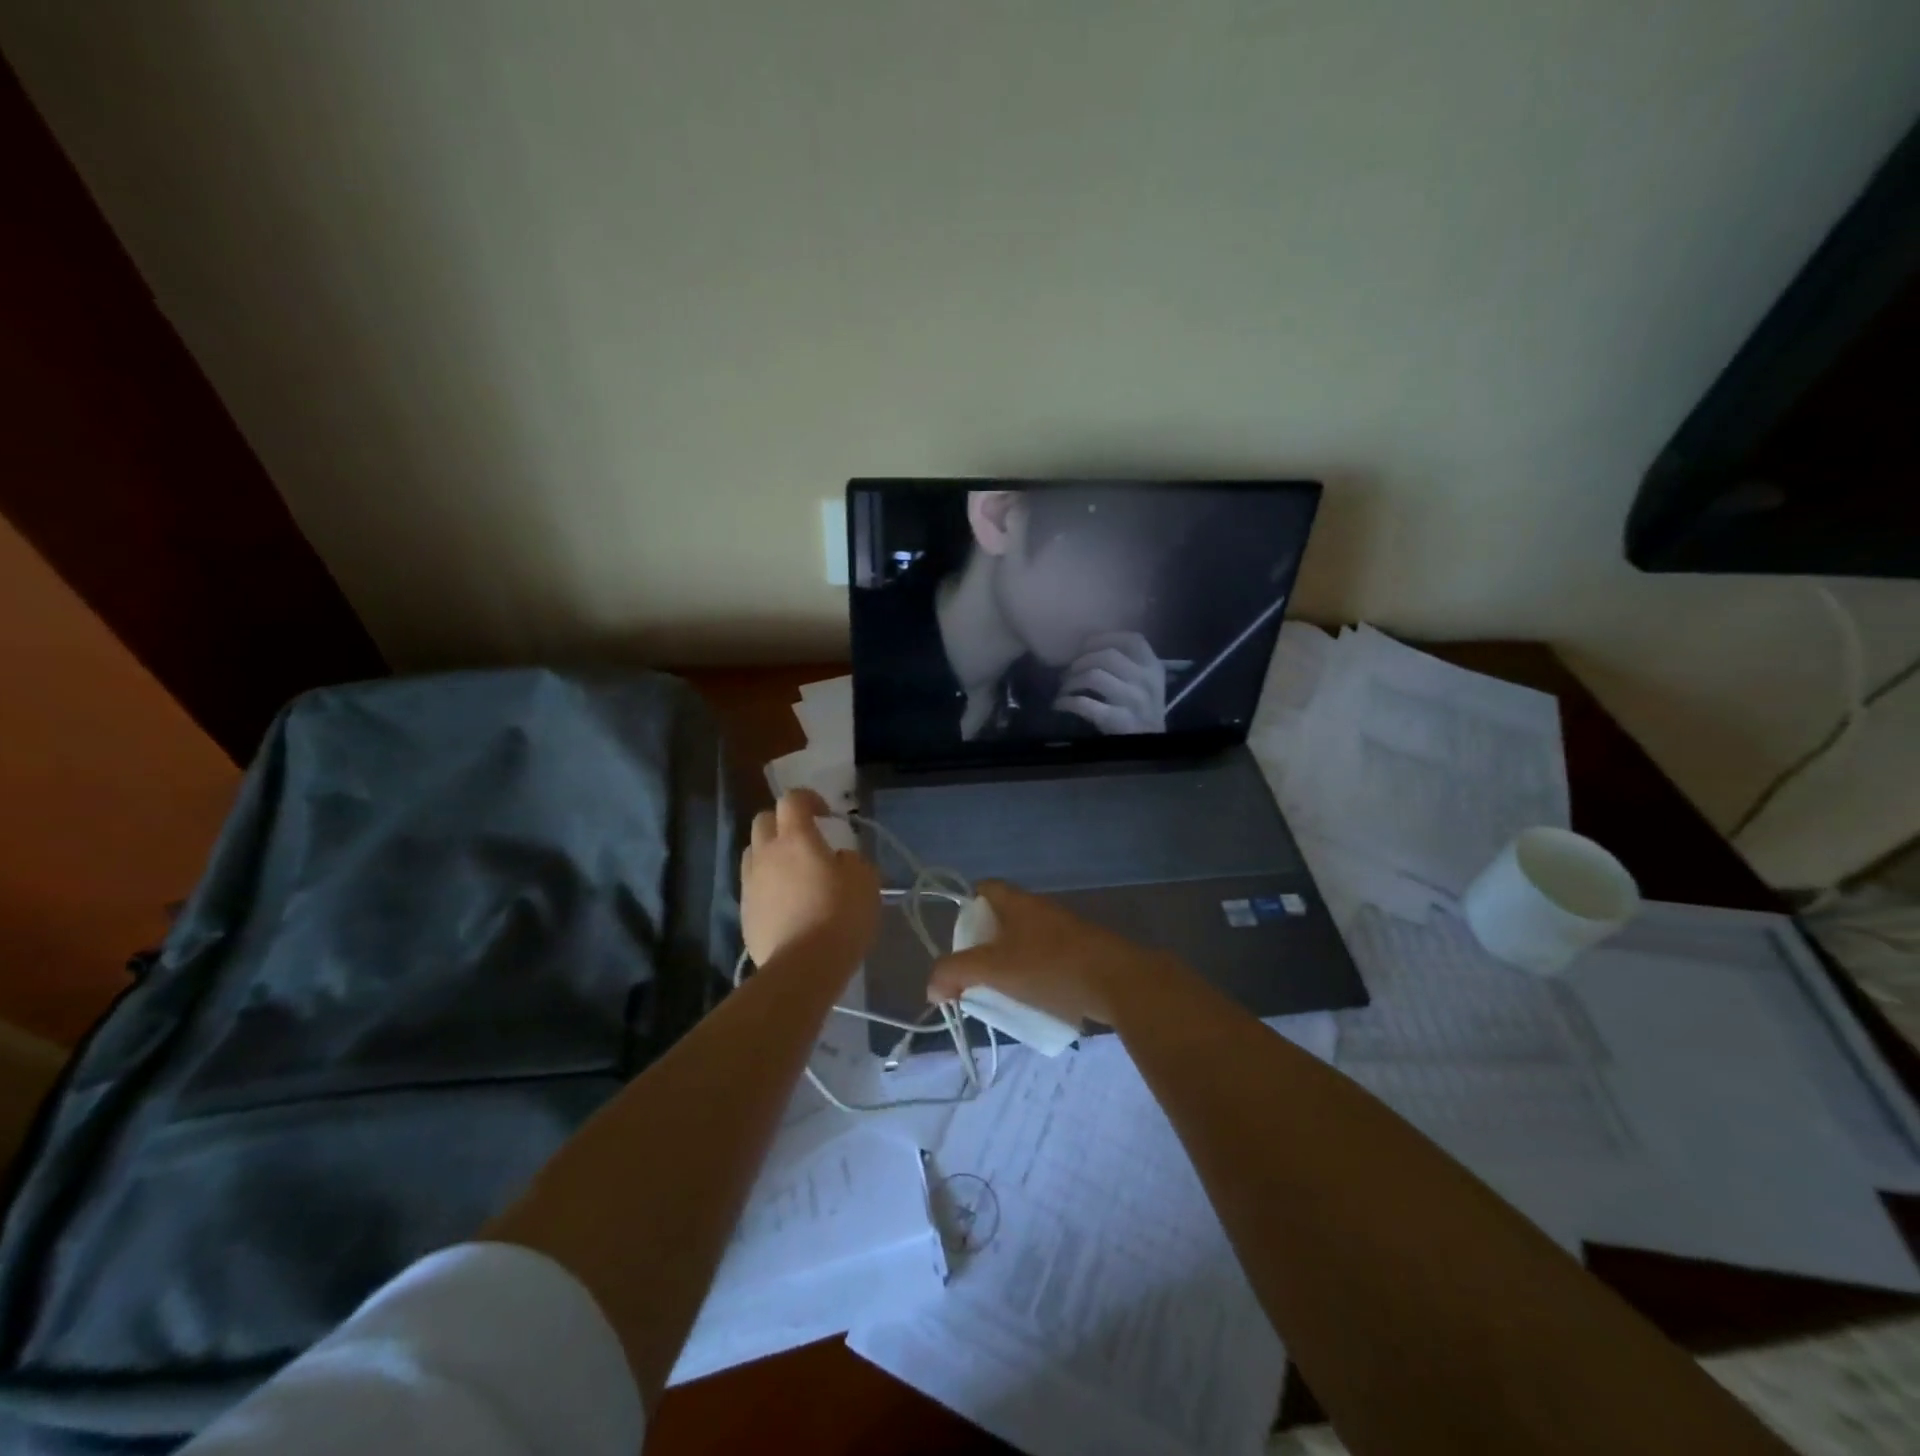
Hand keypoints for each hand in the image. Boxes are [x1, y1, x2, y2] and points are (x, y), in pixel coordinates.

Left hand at [741, 789, 880, 969]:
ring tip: (792, 872)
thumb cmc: (840, 916)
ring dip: (771, 852)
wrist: (803, 968)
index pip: (792, 799)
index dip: (808, 799)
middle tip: (805, 839)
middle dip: (783, 822)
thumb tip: (838, 858)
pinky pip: (753, 885)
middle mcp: (766, 853)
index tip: (825, 814)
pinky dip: (767, 884)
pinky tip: (786, 903)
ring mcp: (751, 883)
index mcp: (796, 838)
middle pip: (764, 819)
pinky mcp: (744, 912)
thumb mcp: (865, 881)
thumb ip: (851, 860)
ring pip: (753, 852)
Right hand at [925, 880, 1175, 1029]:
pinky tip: (1033, 1002)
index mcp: (1018, 902)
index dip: (966, 907)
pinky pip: (1048, 959)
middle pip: (1003, 918)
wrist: (1118, 982)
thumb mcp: (994, 970)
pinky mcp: (1082, 953)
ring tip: (1001, 992)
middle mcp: (1040, 909)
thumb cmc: (1050, 967)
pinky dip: (1035, 976)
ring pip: (1026, 942)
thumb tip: (932, 987)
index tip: (959, 939)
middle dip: (985, 945)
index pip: (984, 889)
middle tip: (974, 973)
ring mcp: (1064, 930)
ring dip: (1011, 964)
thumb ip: (956, 974)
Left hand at [1055, 632, 1167, 733]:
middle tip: (1067, 673)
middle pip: (1107, 655)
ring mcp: (1135, 701)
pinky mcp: (1120, 721)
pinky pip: (1085, 704)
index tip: (1084, 646)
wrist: (1150, 746)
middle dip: (1080, 662)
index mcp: (1153, 667)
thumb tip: (1085, 650)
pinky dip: (1067, 702)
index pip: (1132, 640)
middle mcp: (1146, 680)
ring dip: (1071, 681)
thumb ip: (1127, 664)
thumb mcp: (1144, 683)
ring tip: (1064, 689)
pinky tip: (1060, 705)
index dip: (1103, 638)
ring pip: (1094, 676)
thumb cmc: (1140, 711)